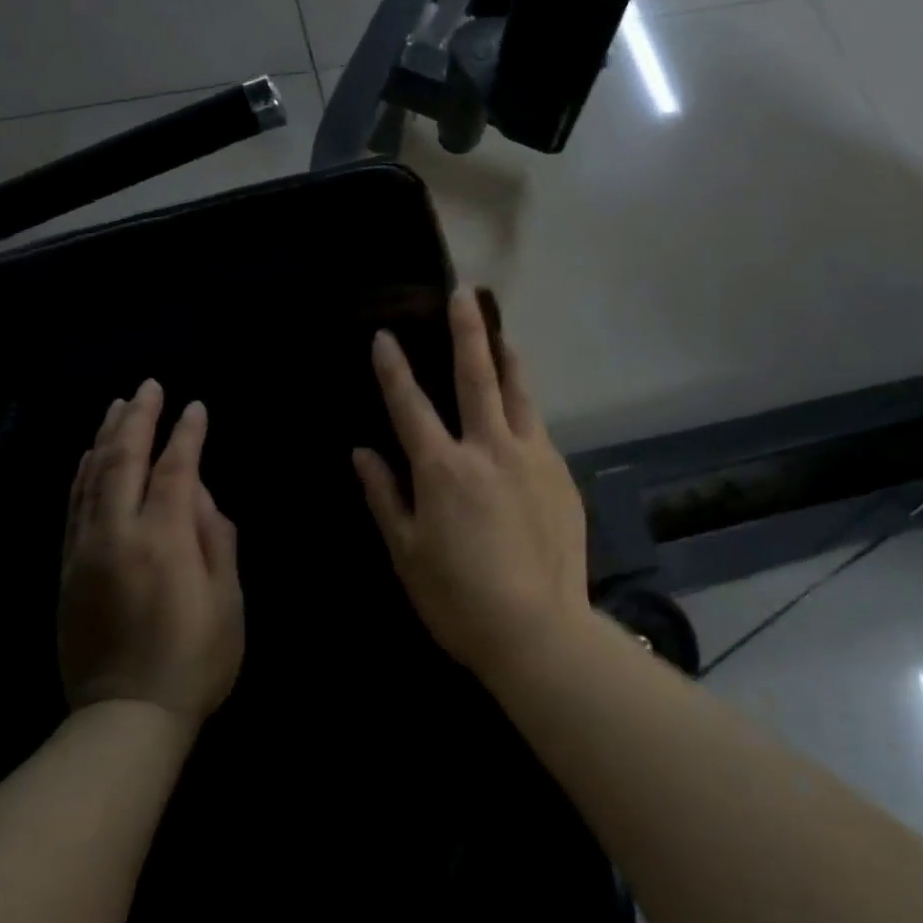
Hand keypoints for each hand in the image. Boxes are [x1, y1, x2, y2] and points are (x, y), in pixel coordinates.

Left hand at [59, 380, 243, 722]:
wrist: (125, 717)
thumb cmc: (195, 658)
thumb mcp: (227, 599)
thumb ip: (214, 536)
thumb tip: (197, 491)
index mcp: (162, 540)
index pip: (173, 470)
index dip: (186, 435)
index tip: (196, 407)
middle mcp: (116, 535)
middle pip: (122, 461)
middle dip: (137, 419)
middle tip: (148, 386)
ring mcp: (84, 551)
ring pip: (90, 478)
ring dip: (105, 438)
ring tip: (117, 406)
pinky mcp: (67, 570)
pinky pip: (73, 506)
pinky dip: (82, 473)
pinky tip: (89, 456)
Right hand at [353, 289, 590, 683]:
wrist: (538, 629)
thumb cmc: (458, 598)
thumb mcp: (406, 553)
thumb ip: (384, 496)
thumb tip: (362, 453)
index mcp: (442, 468)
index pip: (410, 405)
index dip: (393, 368)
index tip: (384, 335)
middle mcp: (488, 448)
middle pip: (476, 376)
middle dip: (466, 330)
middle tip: (463, 293)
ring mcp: (531, 456)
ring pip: (518, 393)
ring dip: (507, 358)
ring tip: (501, 333)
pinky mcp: (559, 473)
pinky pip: (539, 428)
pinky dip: (526, 407)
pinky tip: (522, 406)